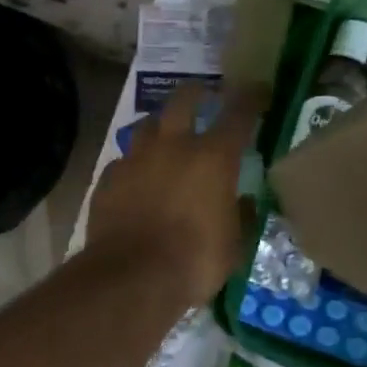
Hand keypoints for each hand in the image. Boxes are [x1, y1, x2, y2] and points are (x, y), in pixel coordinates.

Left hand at [88, 84, 263, 307]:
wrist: (131, 277)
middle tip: (205, 96)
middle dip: (197, 92)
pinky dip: (135, 165)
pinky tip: (137, 180)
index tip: (259, 90)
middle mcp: (172, 146)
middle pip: (183, 99)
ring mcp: (134, 159)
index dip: (251, 97)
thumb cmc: (194, 262)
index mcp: (212, 158)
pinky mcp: (107, 178)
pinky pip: (124, 161)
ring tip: (167, 137)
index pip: (238, 113)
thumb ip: (239, 214)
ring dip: (161, 126)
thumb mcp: (234, 244)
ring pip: (147, 125)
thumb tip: (241, 200)